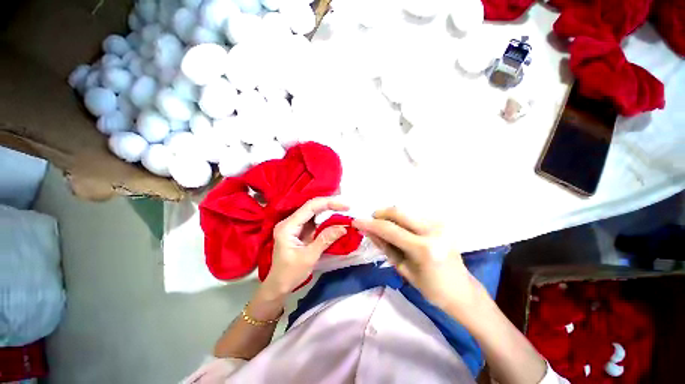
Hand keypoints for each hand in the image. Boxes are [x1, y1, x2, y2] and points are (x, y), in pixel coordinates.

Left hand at [260, 197, 349, 298]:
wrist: (278, 286)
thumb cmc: (290, 274)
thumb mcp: (309, 257)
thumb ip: (325, 240)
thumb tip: (343, 227)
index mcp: (288, 226)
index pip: (310, 207)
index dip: (328, 203)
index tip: (345, 206)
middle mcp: (290, 222)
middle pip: (312, 207)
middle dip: (330, 205)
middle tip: (346, 207)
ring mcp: (294, 225)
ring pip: (314, 212)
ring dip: (329, 211)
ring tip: (343, 210)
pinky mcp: (299, 231)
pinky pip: (314, 221)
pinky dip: (325, 219)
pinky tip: (335, 218)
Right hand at [353, 207, 481, 311]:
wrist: (462, 290)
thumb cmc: (431, 288)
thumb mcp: (403, 268)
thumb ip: (384, 246)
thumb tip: (368, 231)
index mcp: (424, 249)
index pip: (390, 230)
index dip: (370, 224)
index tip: (356, 221)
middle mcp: (433, 230)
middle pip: (399, 211)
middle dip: (380, 213)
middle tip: (371, 221)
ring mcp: (440, 224)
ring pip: (406, 211)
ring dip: (390, 216)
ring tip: (383, 227)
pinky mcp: (441, 222)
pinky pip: (414, 215)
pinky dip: (401, 219)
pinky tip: (398, 228)